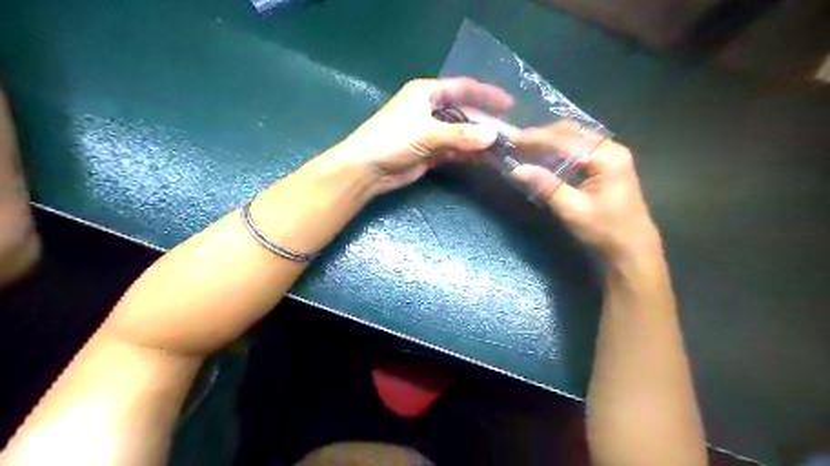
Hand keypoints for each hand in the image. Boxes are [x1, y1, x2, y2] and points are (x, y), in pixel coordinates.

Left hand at [336, 77, 512, 192]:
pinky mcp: (431, 152)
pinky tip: (485, 160)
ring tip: (503, 150)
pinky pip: (455, 150)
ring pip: (461, 134)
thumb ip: (461, 135)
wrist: (367, 169)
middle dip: (485, 124)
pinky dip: (469, 155)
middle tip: (510, 135)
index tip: (509, 104)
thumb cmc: (392, 140)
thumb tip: (493, 135)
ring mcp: (431, 132)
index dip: (486, 95)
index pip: (463, 88)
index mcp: (427, 93)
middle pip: (465, 114)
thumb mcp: (427, 133)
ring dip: (479, 142)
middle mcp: (431, 110)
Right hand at [509, 122, 658, 261]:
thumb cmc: (604, 232)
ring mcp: (611, 156)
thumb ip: (546, 186)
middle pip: (571, 132)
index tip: (511, 137)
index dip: (535, 138)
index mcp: (606, 156)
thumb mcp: (572, 210)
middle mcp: (611, 149)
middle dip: (542, 135)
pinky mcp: (607, 166)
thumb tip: (516, 169)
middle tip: (515, 141)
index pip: (564, 140)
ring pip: (575, 138)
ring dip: (550, 140)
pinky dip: (560, 149)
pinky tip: (544, 156)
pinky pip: (579, 149)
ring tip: (525, 146)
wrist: (632, 251)